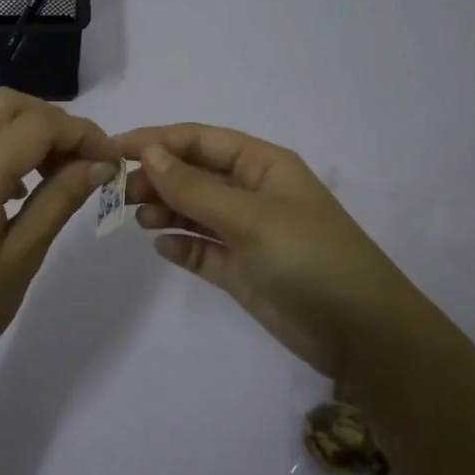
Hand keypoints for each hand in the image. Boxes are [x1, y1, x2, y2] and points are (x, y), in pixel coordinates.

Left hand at [0, 90, 120, 391]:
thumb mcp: (24, 256)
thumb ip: (61, 199)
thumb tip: (99, 163)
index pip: (35, 125)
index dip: (80, 133)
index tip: (110, 160)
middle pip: (7, 104)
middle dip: (54, 121)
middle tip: (83, 160)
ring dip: (29, 130)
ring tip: (60, 173)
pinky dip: (5, 145)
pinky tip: (24, 188)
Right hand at [117, 123, 452, 379]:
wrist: (360, 333)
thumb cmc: (309, 258)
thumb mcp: (250, 217)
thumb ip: (195, 187)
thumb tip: (149, 152)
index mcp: (263, 166)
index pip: (201, 141)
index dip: (157, 140)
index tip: (114, 149)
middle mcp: (253, 194)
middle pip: (194, 174)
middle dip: (157, 177)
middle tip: (118, 192)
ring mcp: (247, 233)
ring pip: (194, 211)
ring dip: (164, 209)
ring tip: (135, 218)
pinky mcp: (242, 270)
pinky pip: (201, 249)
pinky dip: (180, 245)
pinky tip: (161, 246)